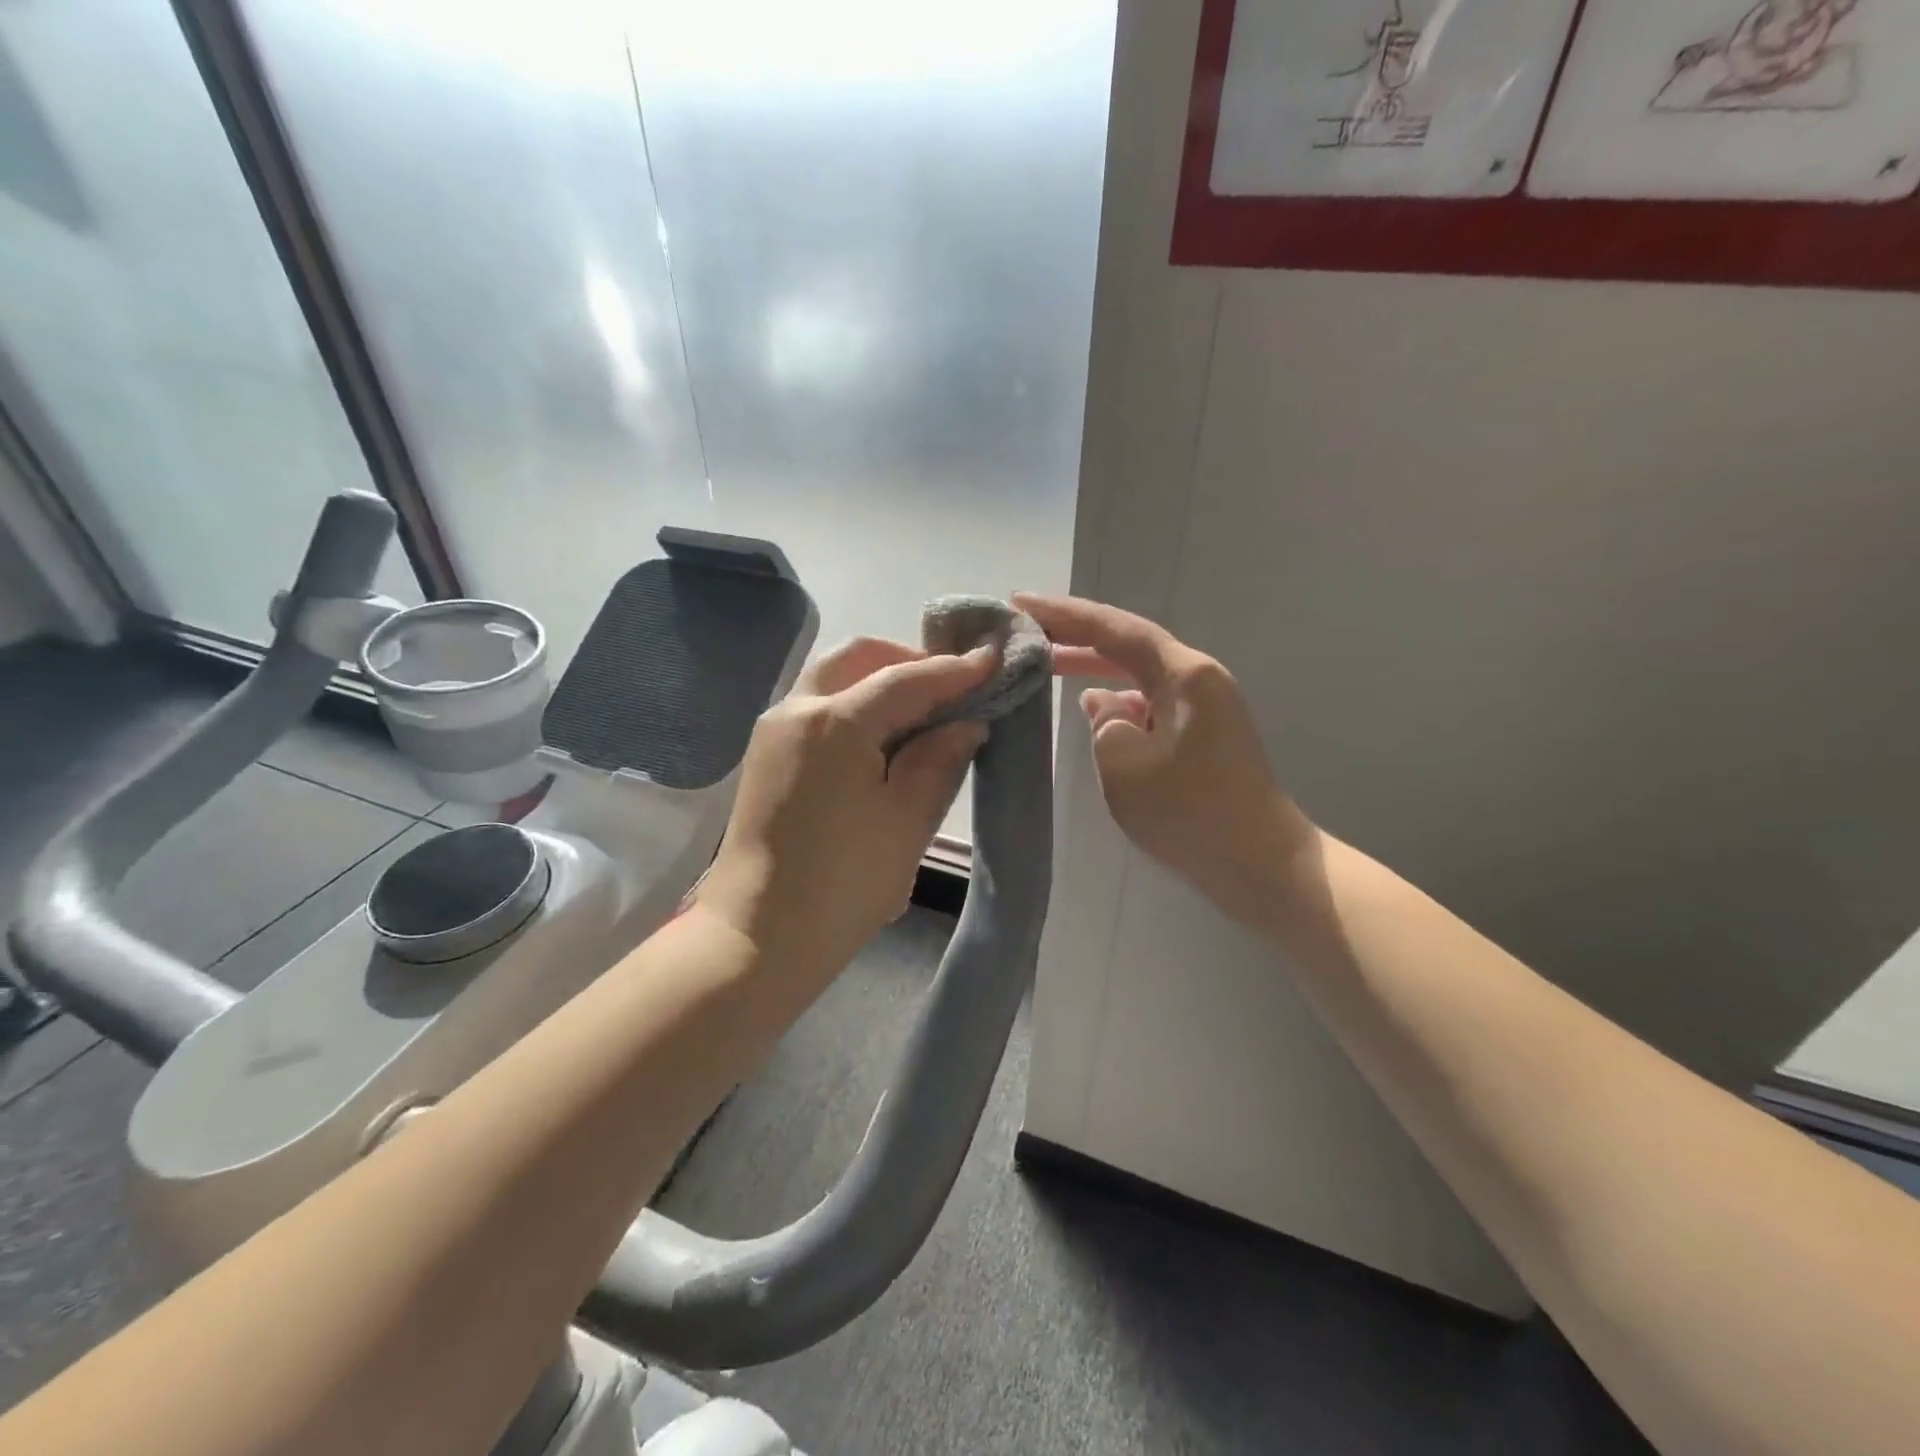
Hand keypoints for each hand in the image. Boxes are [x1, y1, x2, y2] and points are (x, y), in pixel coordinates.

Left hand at [699, 637, 994, 983]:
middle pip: (858, 658)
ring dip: (879, 680)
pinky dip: (855, 704)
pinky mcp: (767, 755)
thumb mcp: (907, 821)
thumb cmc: (843, 883)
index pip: (905, 679)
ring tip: (924, 712)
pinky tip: (885, 738)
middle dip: (908, 661)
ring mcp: (774, 730)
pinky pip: (817, 707)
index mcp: (834, 722)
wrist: (759, 937)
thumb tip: (964, 723)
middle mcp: (796, 709)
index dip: (954, 670)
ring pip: (833, 677)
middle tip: (952, 686)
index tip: (993, 661)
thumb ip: (939, 760)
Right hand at [1014, 593, 1315, 931]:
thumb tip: (1104, 703)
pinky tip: (1090, 711)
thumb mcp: (1125, 767)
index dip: (1064, 614)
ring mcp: (1203, 707)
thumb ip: (1104, 724)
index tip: (1019, 602)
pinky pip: (1149, 703)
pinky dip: (1116, 701)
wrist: (1262, 865)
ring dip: (1093, 669)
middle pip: (1127, 644)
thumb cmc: (1191, 815)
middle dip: (1075, 637)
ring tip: (1044, 665)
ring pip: (1137, 675)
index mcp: (1183, 675)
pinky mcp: (1202, 734)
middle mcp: (1197, 679)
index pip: (1114, 629)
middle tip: (1024, 632)